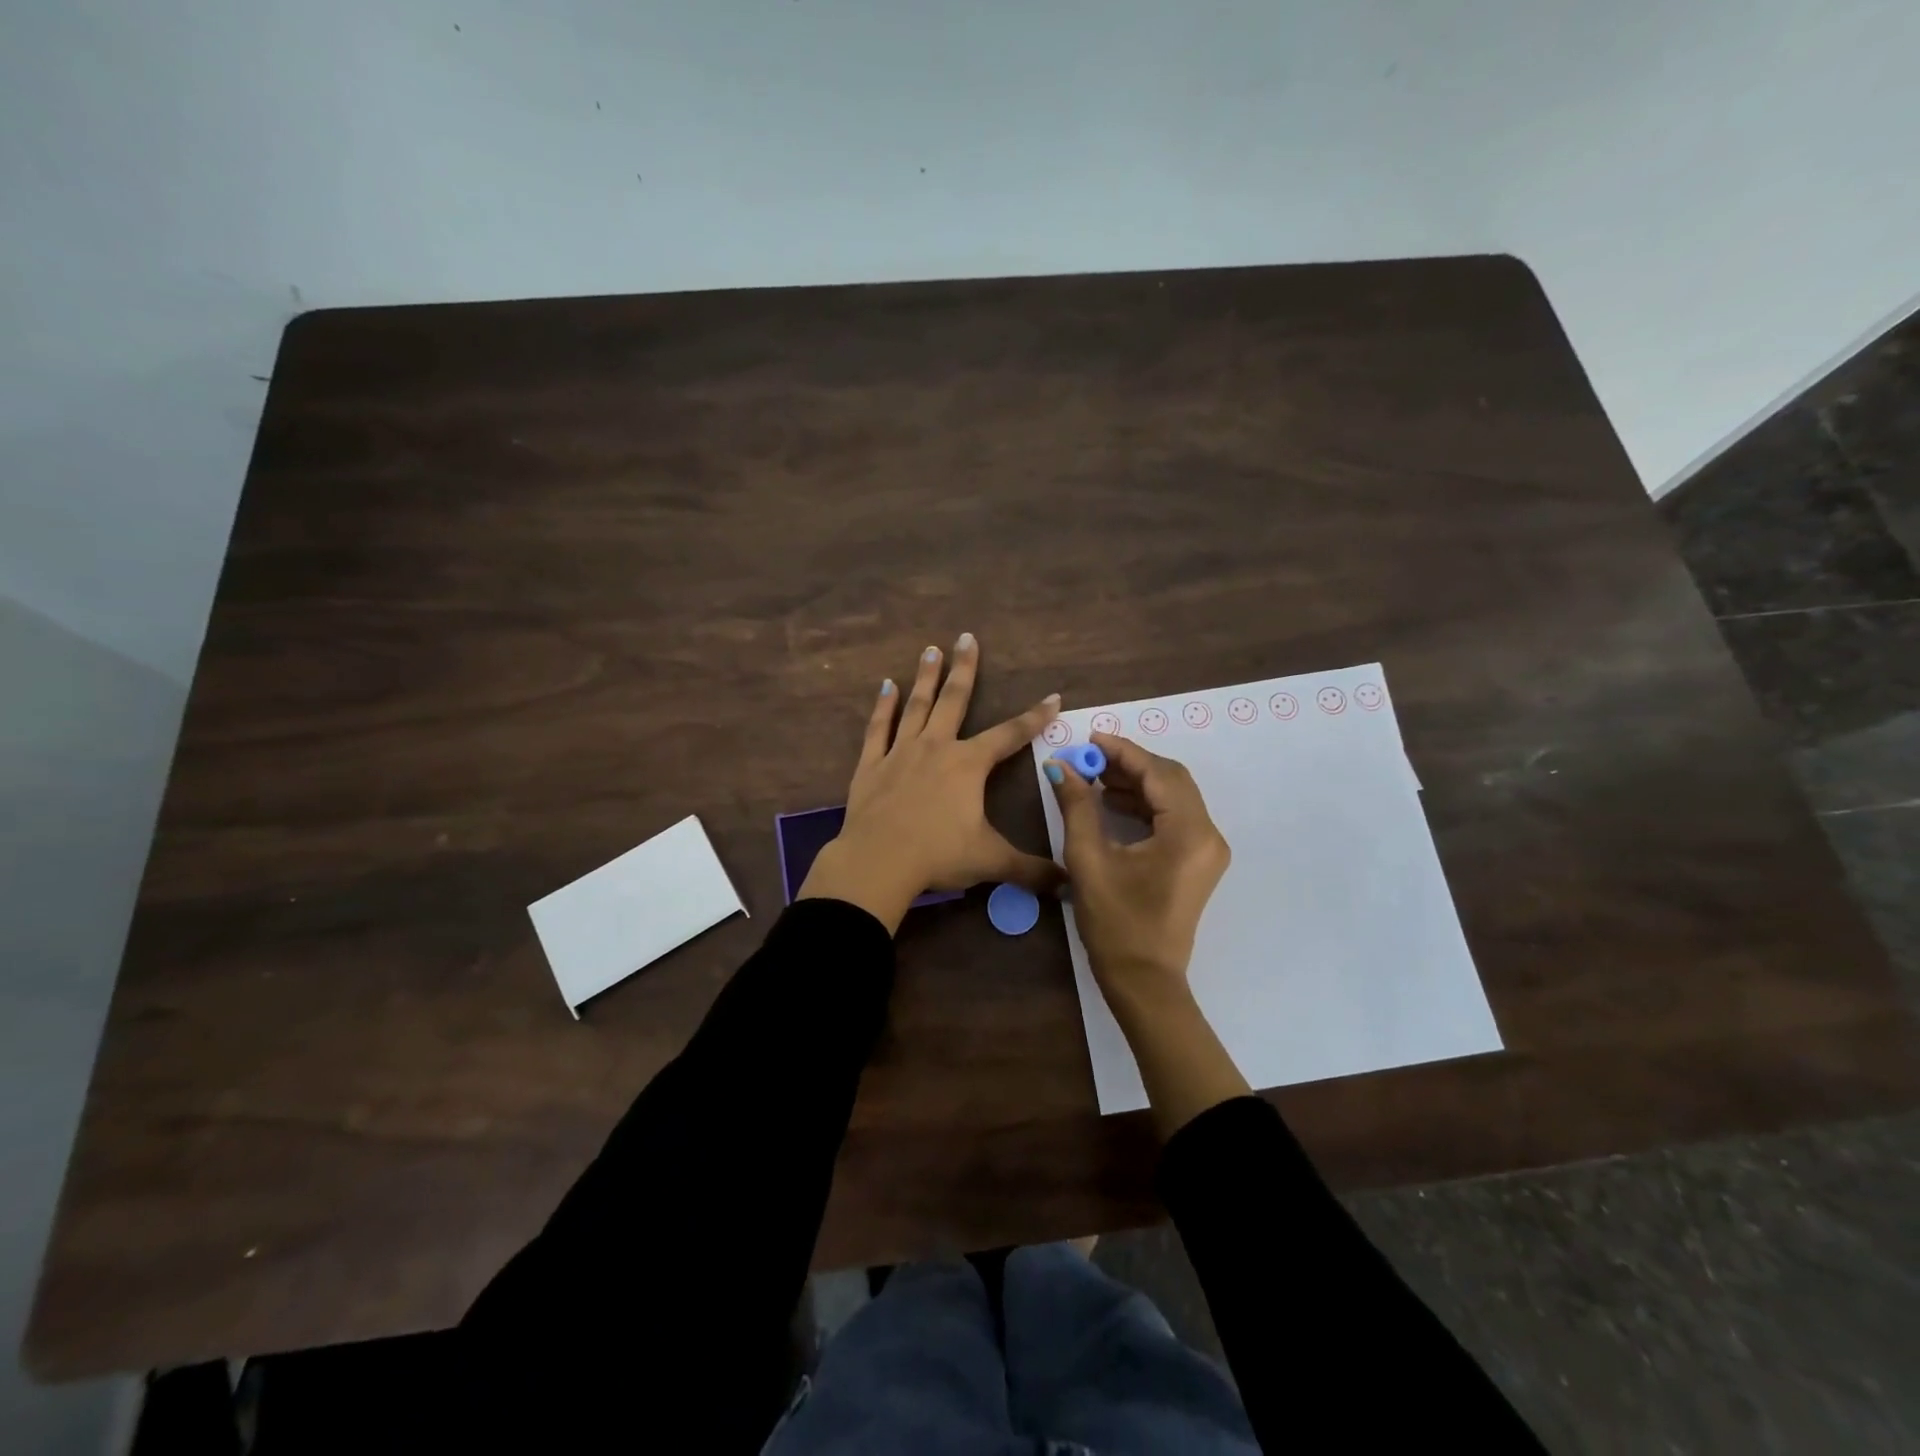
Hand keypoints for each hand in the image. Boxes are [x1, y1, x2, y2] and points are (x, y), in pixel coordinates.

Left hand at [798, 633, 1063, 932]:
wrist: (879, 861)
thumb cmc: (939, 855)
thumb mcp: (991, 860)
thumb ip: (1031, 869)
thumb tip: (1069, 884)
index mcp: (969, 765)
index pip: (1011, 735)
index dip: (1035, 717)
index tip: (1053, 697)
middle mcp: (937, 747)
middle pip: (955, 700)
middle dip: (965, 668)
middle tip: (967, 637)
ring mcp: (901, 752)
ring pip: (917, 706)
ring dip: (926, 677)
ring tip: (930, 649)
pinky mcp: (871, 765)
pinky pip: (878, 728)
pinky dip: (883, 706)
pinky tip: (886, 686)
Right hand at [1046, 732, 1246, 1138]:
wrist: (1144, 980)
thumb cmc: (1115, 923)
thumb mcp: (1089, 860)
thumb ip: (1077, 806)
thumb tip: (1060, 766)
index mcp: (1188, 833)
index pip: (1158, 774)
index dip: (1123, 751)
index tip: (1090, 738)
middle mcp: (1208, 835)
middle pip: (1171, 780)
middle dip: (1130, 764)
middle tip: (1091, 757)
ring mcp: (1206, 849)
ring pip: (1174, 797)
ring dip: (1137, 783)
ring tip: (1094, 777)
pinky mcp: (1197, 861)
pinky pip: (1174, 817)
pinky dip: (1145, 805)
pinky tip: (1111, 803)